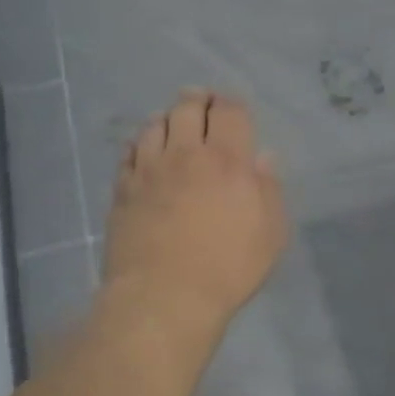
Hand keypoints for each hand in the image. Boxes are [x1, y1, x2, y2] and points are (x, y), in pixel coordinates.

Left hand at [102, 90, 288, 337]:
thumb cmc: (228, 268)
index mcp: (228, 160)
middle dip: (197, 99)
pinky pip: (130, 152)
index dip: (231, 104)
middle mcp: (186, 154)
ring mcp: (149, 169)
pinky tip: (144, 150)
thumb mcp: (270, 233)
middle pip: (188, 108)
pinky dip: (140, 143)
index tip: (232, 108)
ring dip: (167, 118)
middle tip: (201, 102)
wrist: (165, 296)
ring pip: (155, 125)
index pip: (229, 111)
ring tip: (172, 124)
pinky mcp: (123, 189)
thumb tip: (263, 158)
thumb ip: (268, 189)